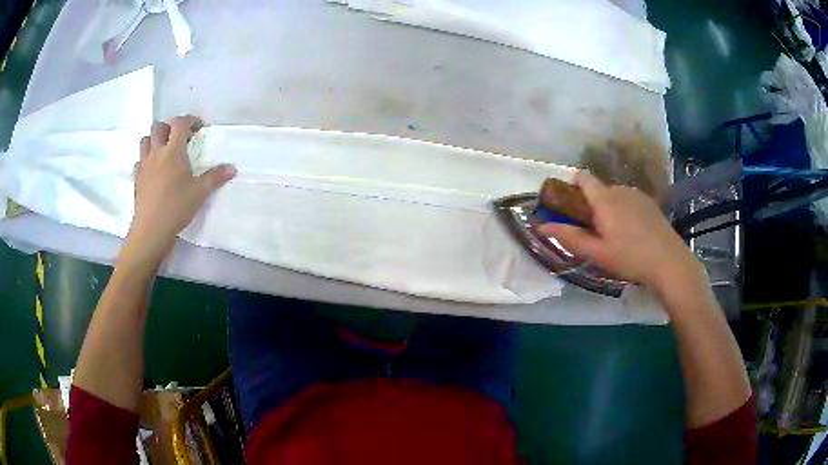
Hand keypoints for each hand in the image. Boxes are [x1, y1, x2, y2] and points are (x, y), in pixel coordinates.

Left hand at [127, 116, 235, 262]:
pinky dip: (146, 159)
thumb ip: (215, 177)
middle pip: (159, 127)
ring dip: (154, 140)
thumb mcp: (200, 192)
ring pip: (145, 140)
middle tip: (179, 138)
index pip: (180, 123)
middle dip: (170, 127)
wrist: (151, 230)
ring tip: (164, 150)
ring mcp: (144, 165)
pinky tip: (153, 169)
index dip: (190, 120)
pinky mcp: (137, 179)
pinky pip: (139, 161)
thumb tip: (233, 168)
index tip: (198, 128)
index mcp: (173, 151)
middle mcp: (156, 153)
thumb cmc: (176, 207)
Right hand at [537, 171, 702, 292]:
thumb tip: (540, 226)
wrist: (669, 261)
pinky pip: (630, 201)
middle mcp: (620, 189)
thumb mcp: (597, 253)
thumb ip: (569, 237)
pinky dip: (625, 211)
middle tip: (593, 231)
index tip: (569, 202)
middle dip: (592, 204)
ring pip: (615, 195)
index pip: (583, 177)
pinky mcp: (650, 203)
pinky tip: (633, 233)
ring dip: (610, 208)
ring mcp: (638, 194)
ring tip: (615, 235)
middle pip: (599, 189)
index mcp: (604, 198)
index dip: (573, 184)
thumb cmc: (630, 257)